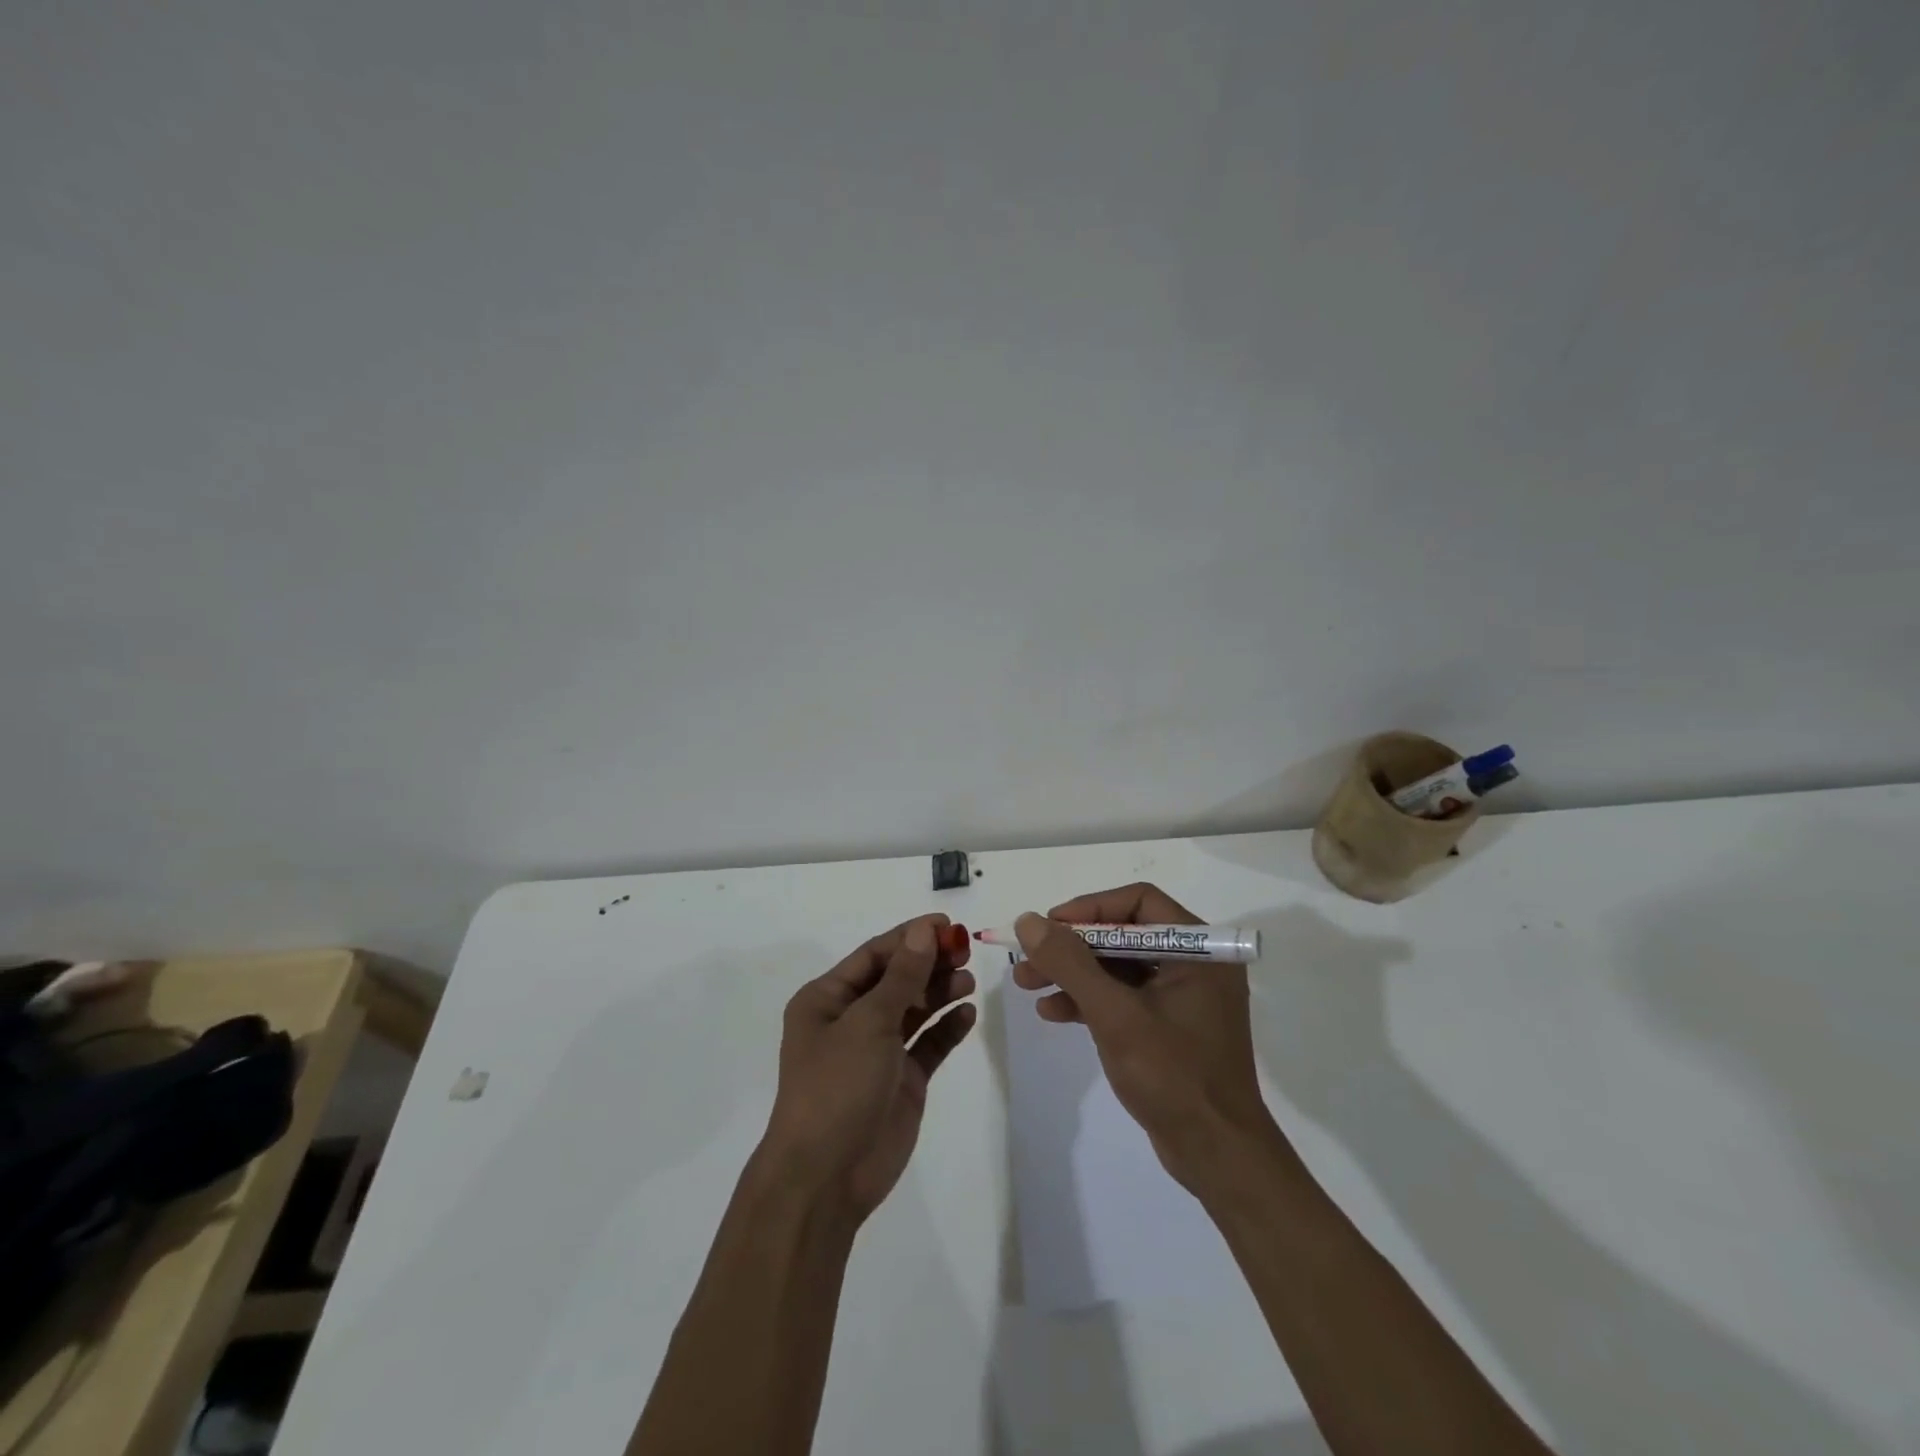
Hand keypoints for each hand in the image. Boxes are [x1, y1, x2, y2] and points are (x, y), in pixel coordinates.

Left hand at [760, 916, 976, 1221]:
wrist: (826, 1178)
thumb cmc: (836, 1086)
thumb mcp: (868, 1023)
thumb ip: (902, 976)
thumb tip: (925, 931)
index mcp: (827, 999)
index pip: (874, 955)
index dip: (910, 937)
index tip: (948, 925)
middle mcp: (851, 1020)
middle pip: (897, 979)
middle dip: (929, 963)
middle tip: (965, 951)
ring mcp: (878, 1052)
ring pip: (914, 1009)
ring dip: (940, 991)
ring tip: (968, 980)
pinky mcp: (902, 1080)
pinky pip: (928, 1044)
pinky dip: (947, 1027)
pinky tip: (968, 1013)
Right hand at [1013, 884, 1278, 1191]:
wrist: (1217, 1157)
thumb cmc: (1173, 1076)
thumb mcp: (1114, 1015)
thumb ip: (1071, 963)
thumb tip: (1029, 921)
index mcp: (1199, 949)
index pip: (1138, 902)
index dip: (1089, 909)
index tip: (1049, 927)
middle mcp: (1195, 964)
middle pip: (1123, 935)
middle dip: (1073, 947)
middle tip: (1029, 959)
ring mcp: (1183, 997)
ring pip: (1118, 967)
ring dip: (1074, 974)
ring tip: (1027, 985)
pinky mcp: (1170, 1027)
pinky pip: (1124, 997)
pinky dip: (1089, 1001)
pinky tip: (1053, 1013)